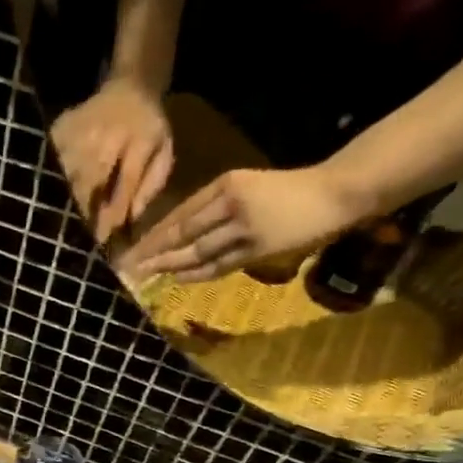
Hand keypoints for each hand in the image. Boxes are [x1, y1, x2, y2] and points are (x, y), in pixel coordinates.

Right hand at [50, 77, 175, 242]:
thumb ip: (150, 186)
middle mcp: (109, 131)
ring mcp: (82, 127)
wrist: (130, 86)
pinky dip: (53, 179)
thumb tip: (129, 219)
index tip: (103, 238)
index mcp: (140, 138)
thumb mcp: (163, 154)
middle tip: (81, 235)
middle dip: (86, 210)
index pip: (125, 182)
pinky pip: (53, 160)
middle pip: (92, 180)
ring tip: (66, 219)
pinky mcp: (63, 126)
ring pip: (69, 174)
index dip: (113, 212)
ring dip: (67, 199)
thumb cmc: (149, 128)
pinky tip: (54, 192)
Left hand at [121, 165, 372, 283]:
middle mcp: (230, 202)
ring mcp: (243, 225)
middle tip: (127, 267)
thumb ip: (220, 208)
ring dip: (169, 265)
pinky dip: (197, 273)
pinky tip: (177, 279)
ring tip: (145, 276)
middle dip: (152, 251)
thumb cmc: (292, 191)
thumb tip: (186, 236)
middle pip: (181, 231)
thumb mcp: (251, 188)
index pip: (180, 213)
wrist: (336, 192)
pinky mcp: (258, 246)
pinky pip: (219, 264)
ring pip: (196, 250)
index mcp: (226, 183)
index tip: (132, 249)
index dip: (154, 234)